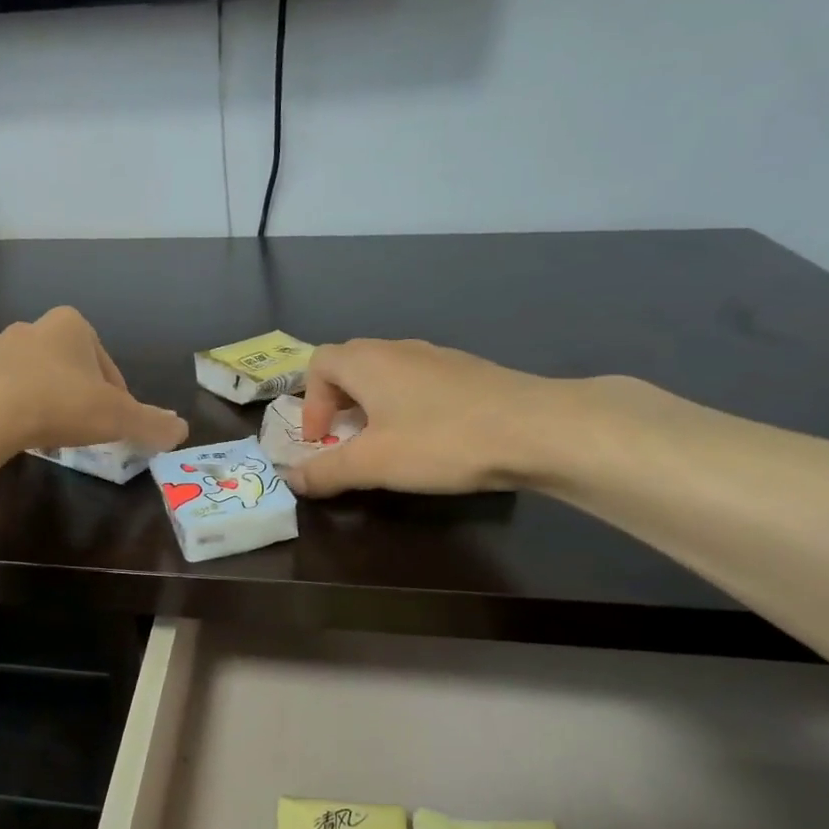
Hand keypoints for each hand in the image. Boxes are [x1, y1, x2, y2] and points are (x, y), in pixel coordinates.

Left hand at [0, 307, 187, 455]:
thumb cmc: (60, 403)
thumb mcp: (117, 417)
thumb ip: (151, 423)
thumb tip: (181, 431)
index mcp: (72, 327)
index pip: (105, 363)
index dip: (115, 395)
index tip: (114, 424)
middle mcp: (31, 328)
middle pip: (65, 367)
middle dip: (74, 396)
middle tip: (80, 431)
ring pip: (27, 378)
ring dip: (38, 402)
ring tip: (43, 437)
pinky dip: (4, 412)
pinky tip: (7, 437)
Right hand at [287, 339, 574, 497]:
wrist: (537, 428)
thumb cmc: (441, 440)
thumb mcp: (373, 464)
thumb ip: (326, 471)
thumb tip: (290, 478)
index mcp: (366, 361)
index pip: (318, 364)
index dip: (310, 403)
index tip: (322, 441)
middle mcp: (397, 349)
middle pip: (350, 366)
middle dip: (338, 404)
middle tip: (346, 442)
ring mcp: (437, 357)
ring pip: (387, 375)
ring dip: (373, 407)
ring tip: (386, 446)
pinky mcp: (468, 373)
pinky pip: (419, 384)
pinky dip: (407, 407)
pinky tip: (429, 440)